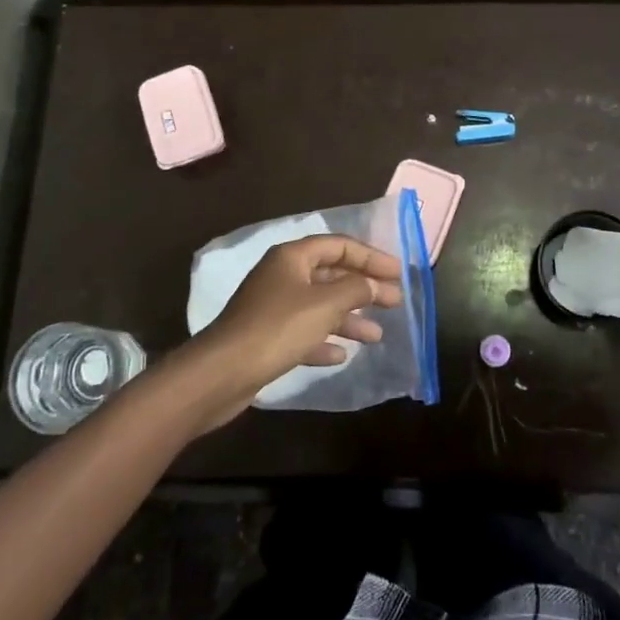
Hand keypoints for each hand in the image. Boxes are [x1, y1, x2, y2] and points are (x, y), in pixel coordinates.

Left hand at [186, 235, 402, 424]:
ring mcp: (273, 307)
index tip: (398, 273)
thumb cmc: (277, 328)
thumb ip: (355, 289)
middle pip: (332, 275)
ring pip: (320, 306)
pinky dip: (324, 340)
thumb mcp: (324, 304)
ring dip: (349, 318)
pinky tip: (342, 355)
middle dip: (364, 288)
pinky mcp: (267, 338)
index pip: (339, 246)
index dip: (371, 257)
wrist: (222, 373)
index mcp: (292, 257)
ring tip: (376, 336)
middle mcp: (282, 276)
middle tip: (395, 302)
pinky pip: (304, 333)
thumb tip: (373, 284)